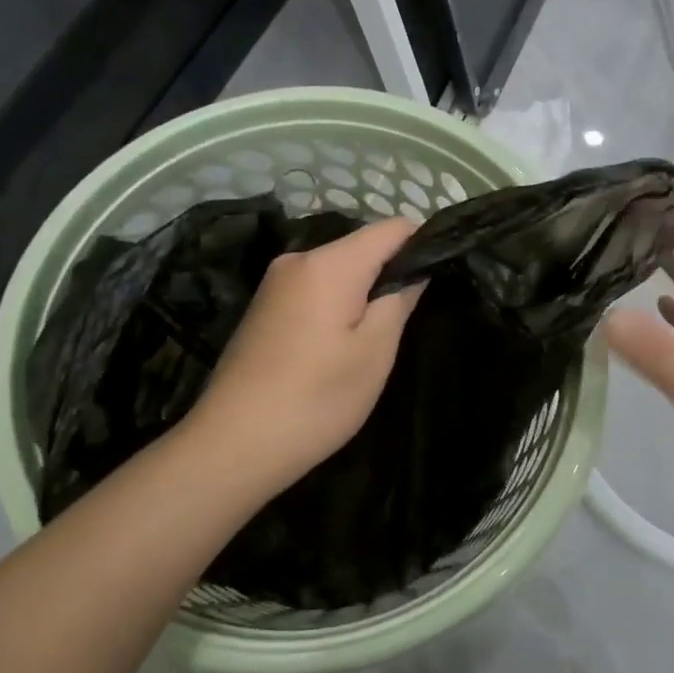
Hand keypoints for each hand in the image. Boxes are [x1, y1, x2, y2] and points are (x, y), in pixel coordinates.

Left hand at [184, 218, 424, 495]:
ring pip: (337, 269)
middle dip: (390, 272)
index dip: (422, 244)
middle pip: (361, 246)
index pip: (391, 228)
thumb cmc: (316, 398)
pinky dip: (336, 303)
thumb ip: (399, 300)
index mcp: (329, 263)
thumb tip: (414, 270)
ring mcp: (275, 282)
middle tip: (410, 317)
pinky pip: (314, 288)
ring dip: (363, 291)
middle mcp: (299, 259)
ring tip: (377, 335)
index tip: (440, 276)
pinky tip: (338, 344)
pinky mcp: (263, 307)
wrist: (233, 443)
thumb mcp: (375, 352)